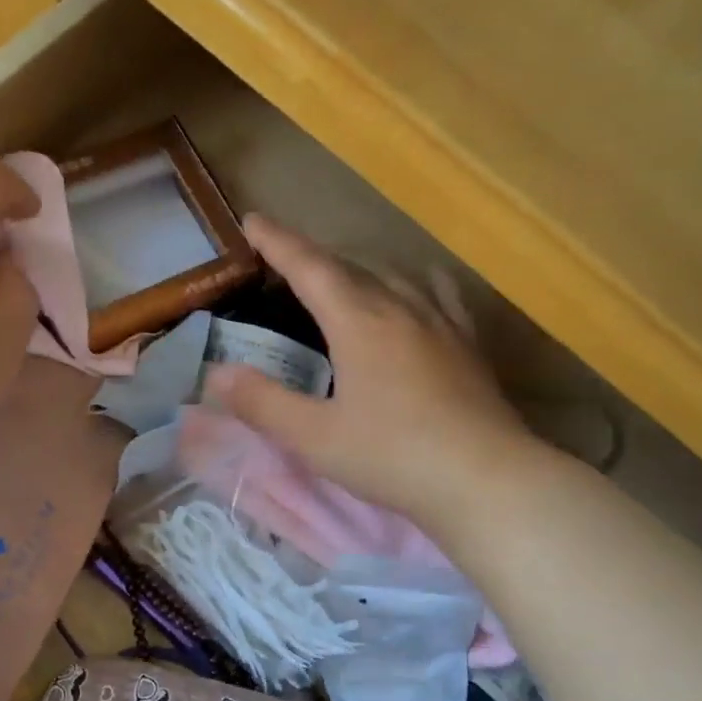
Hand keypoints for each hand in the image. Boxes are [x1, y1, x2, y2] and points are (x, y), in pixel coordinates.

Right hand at [204, 215, 531, 530]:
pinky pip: (438, 294)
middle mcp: (401, 307)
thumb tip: (215, 376)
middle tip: (285, 262)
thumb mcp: (315, 438)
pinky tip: (417, 296)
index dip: (278, 241)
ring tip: (343, 279)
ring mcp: (441, 322)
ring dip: (360, 268)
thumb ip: (262, 404)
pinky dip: (414, 284)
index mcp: (360, 321)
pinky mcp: (469, 344)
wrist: (486, 480)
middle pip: (351, 266)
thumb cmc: (393, 456)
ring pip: (394, 275)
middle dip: (313, 257)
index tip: (253, 220)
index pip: (310, 267)